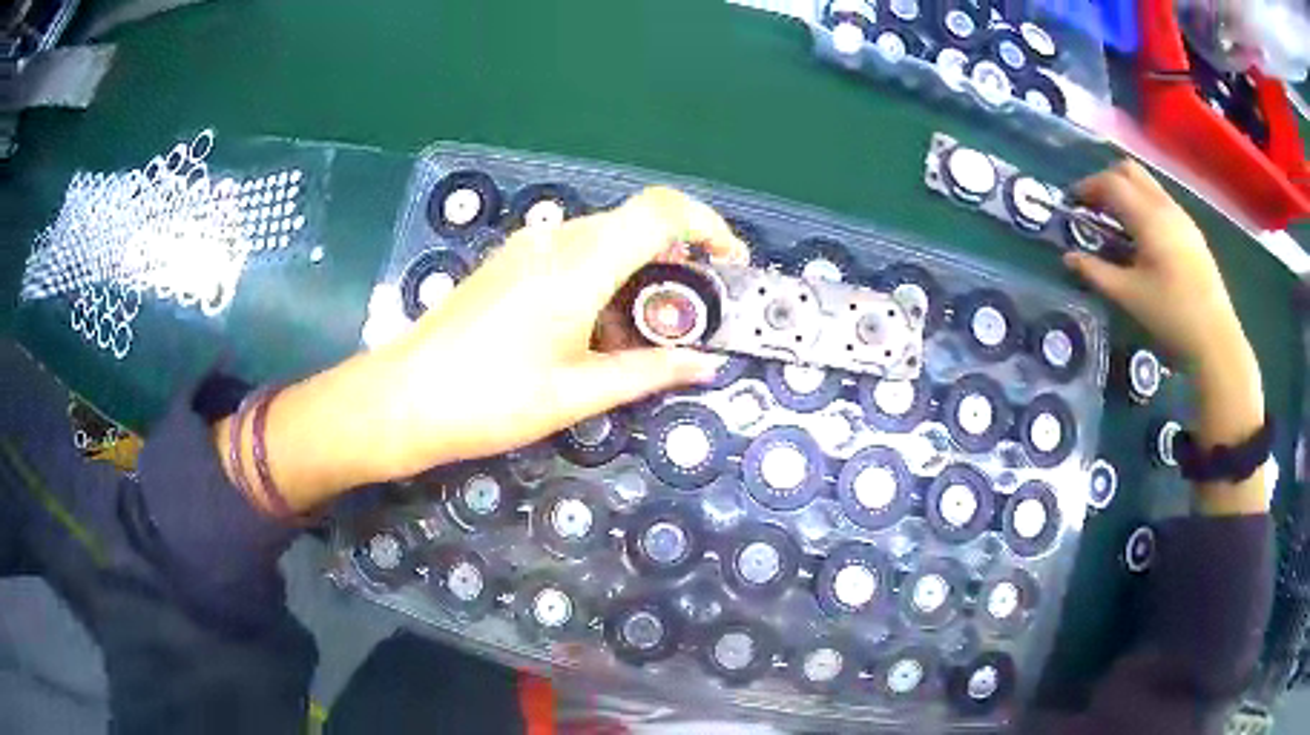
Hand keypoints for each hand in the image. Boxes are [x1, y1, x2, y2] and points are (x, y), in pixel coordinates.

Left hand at [383, 186, 748, 475]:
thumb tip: (705, 366)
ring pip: (605, 237)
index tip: (728, 260)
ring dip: (638, 269)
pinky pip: (573, 250)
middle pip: (636, 223)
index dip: (706, 224)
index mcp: (578, 266)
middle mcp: (556, 241)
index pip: (660, 212)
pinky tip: (593, 323)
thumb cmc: (490, 401)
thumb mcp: (578, 393)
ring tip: (641, 329)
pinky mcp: (510, 260)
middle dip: (676, 258)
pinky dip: (604, 274)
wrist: (405, 398)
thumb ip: (649, 372)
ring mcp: (528, 247)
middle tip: (688, 315)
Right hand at [1061, 160, 1247, 366]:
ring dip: (1127, 192)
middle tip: (1094, 207)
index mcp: (1148, 217)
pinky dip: (1144, 205)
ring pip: (1148, 184)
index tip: (1073, 204)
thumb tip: (1069, 258)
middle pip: (1130, 171)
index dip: (1088, 187)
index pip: (1111, 183)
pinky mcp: (1192, 232)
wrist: (1216, 339)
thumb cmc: (1171, 315)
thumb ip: (1097, 273)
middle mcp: (1165, 206)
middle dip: (1107, 181)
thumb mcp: (1129, 296)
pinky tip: (1143, 238)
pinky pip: (1161, 201)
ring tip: (1117, 223)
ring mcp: (1182, 217)